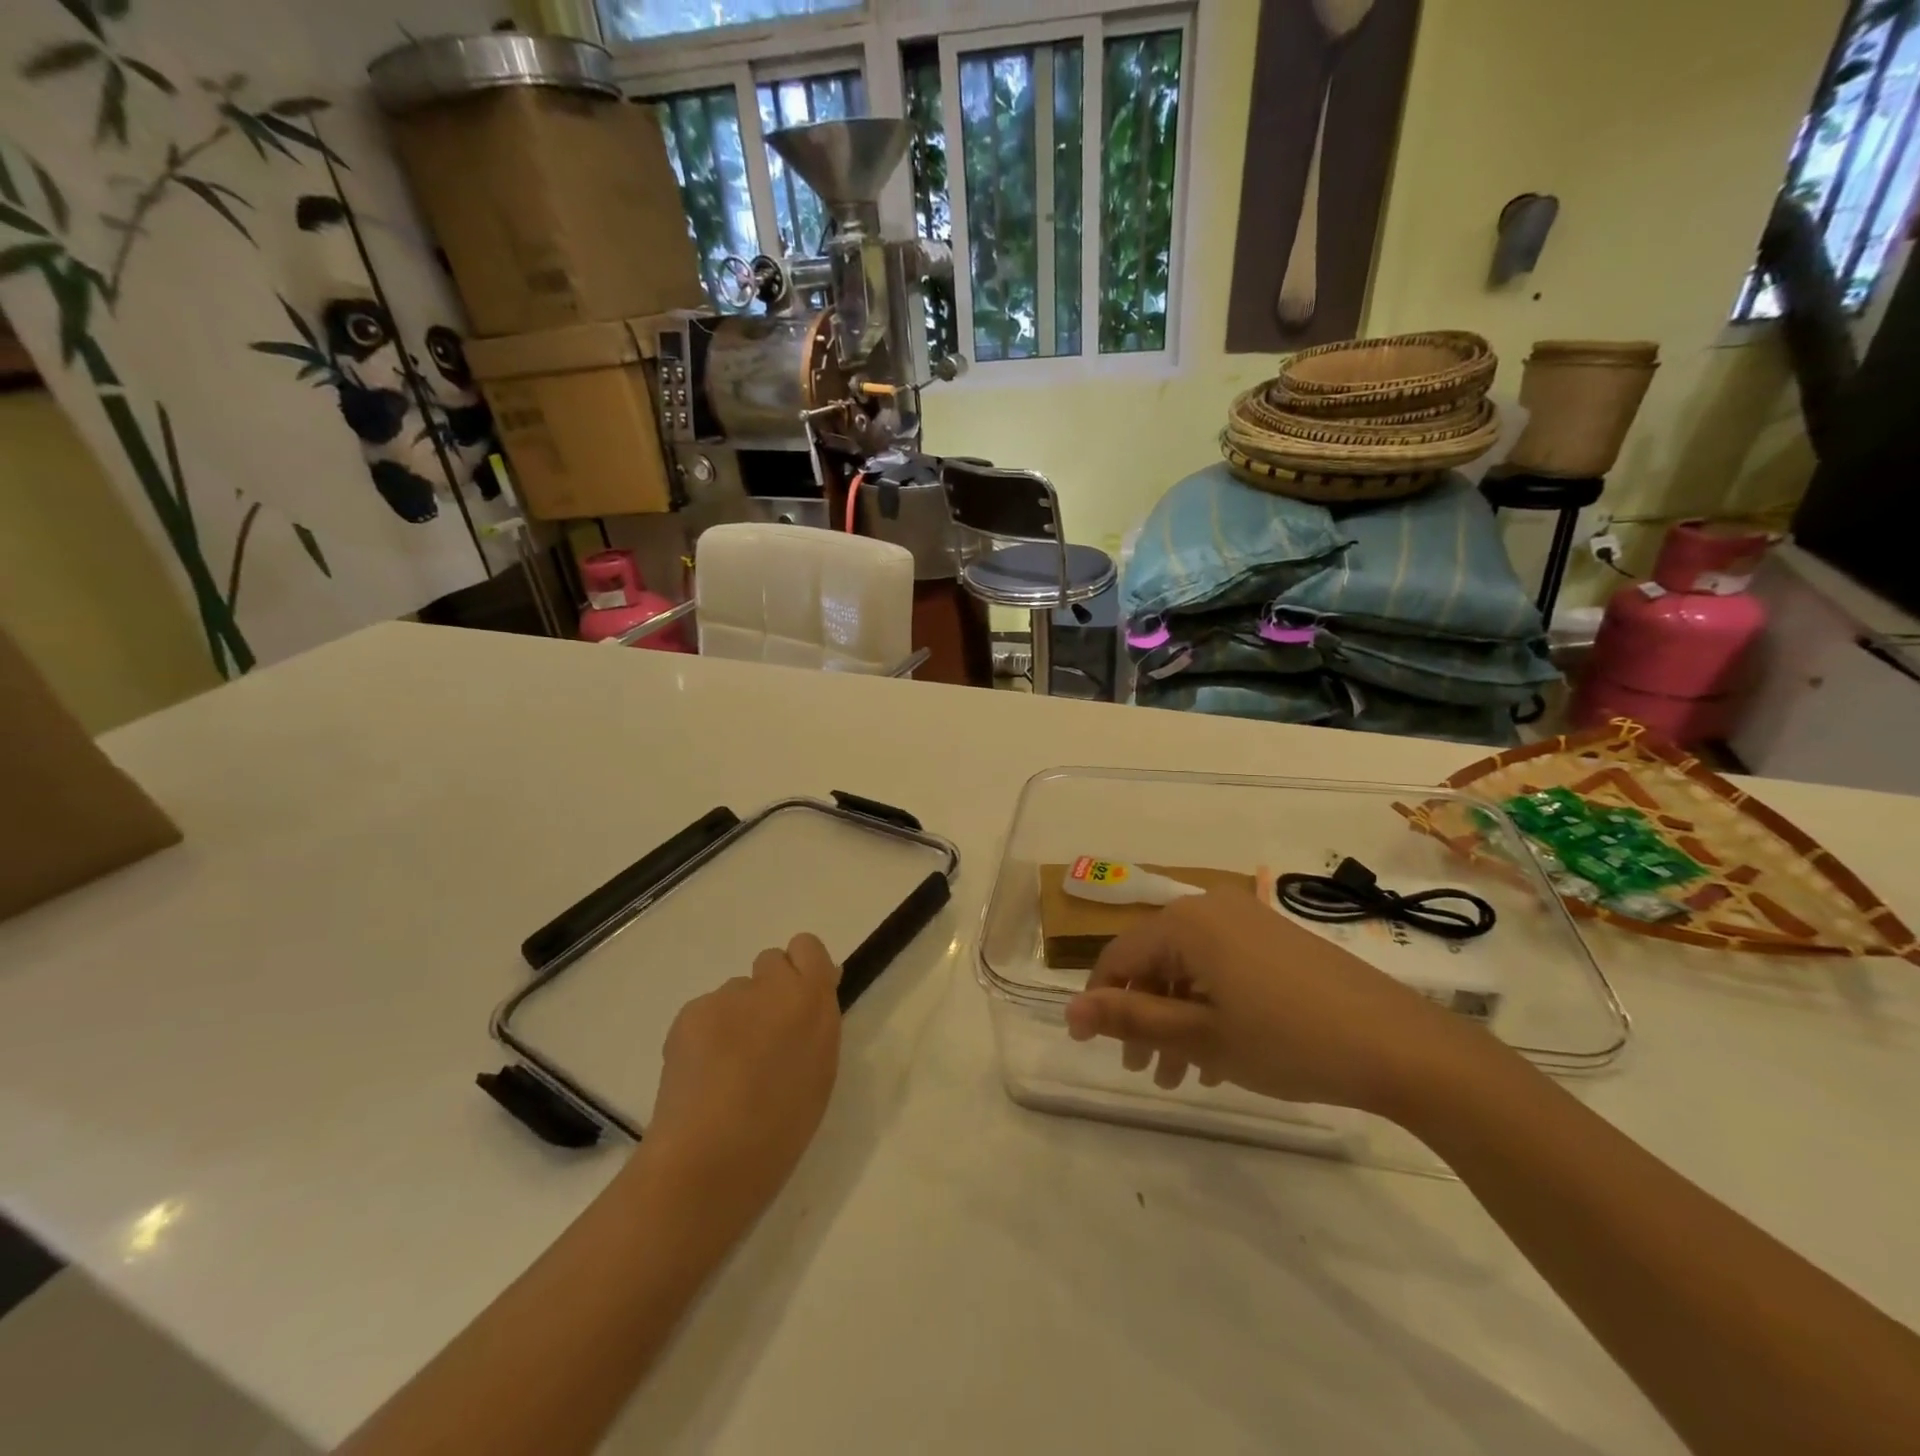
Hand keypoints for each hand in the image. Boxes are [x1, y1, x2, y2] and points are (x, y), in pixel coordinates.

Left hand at [643, 933, 842, 1232]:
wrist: (710, 1160)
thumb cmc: (781, 1126)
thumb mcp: (820, 1070)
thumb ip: (817, 1022)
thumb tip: (810, 995)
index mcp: (812, 999)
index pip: (807, 947)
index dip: (802, 970)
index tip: (798, 1002)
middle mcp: (770, 985)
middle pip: (771, 962)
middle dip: (769, 991)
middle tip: (763, 1037)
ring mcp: (726, 997)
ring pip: (736, 992)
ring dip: (737, 1017)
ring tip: (727, 1069)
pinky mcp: (689, 1013)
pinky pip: (705, 1012)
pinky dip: (706, 1035)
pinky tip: (703, 1075)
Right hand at [1064, 891, 1470, 1115]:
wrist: (1399, 1045)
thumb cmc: (1286, 1039)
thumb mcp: (1200, 1036)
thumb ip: (1130, 1020)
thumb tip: (1069, 1013)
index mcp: (1185, 922)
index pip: (1119, 957)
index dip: (1099, 1001)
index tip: (1089, 1046)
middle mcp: (1212, 908)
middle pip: (1155, 960)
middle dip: (1143, 1017)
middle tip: (1143, 1071)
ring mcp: (1248, 920)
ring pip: (1190, 967)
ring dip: (1177, 1017)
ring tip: (1181, 1075)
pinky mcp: (1277, 939)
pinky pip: (1223, 966)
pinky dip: (1210, 1005)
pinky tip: (1221, 1053)